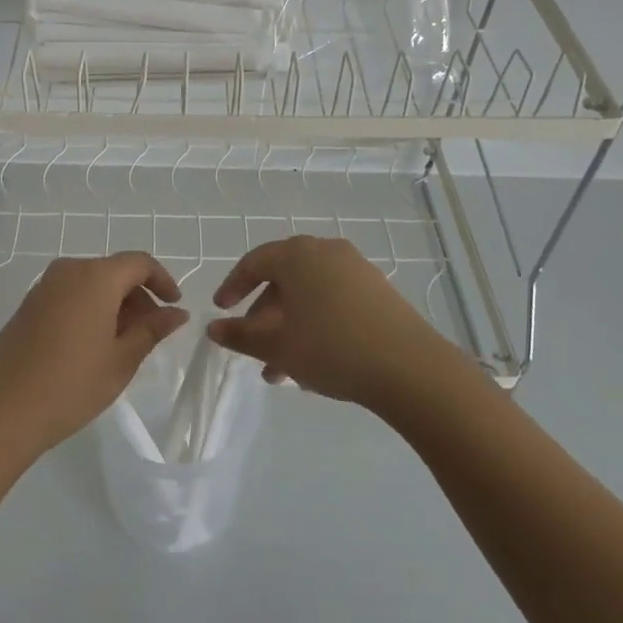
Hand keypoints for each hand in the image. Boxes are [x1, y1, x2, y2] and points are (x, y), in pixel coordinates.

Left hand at [0, 252, 188, 460]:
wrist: (3, 409)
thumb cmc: (71, 384)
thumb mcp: (122, 360)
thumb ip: (152, 330)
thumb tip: (177, 312)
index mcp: (95, 277)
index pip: (139, 263)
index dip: (162, 280)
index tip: (174, 307)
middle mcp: (69, 270)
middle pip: (114, 271)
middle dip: (138, 297)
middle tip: (151, 334)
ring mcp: (44, 286)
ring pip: (92, 283)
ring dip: (114, 305)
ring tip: (123, 345)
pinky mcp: (29, 304)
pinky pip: (70, 294)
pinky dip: (90, 309)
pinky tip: (93, 345)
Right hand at [206, 236, 459, 407]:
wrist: (410, 368)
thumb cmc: (330, 347)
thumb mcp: (276, 345)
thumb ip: (240, 335)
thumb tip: (213, 328)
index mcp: (297, 254)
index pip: (254, 262)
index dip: (233, 287)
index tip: (221, 310)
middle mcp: (326, 252)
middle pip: (283, 280)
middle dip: (263, 317)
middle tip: (253, 349)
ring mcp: (356, 270)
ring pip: (309, 295)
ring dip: (289, 327)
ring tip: (282, 371)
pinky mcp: (379, 292)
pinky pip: (334, 302)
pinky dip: (316, 325)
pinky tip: (315, 363)